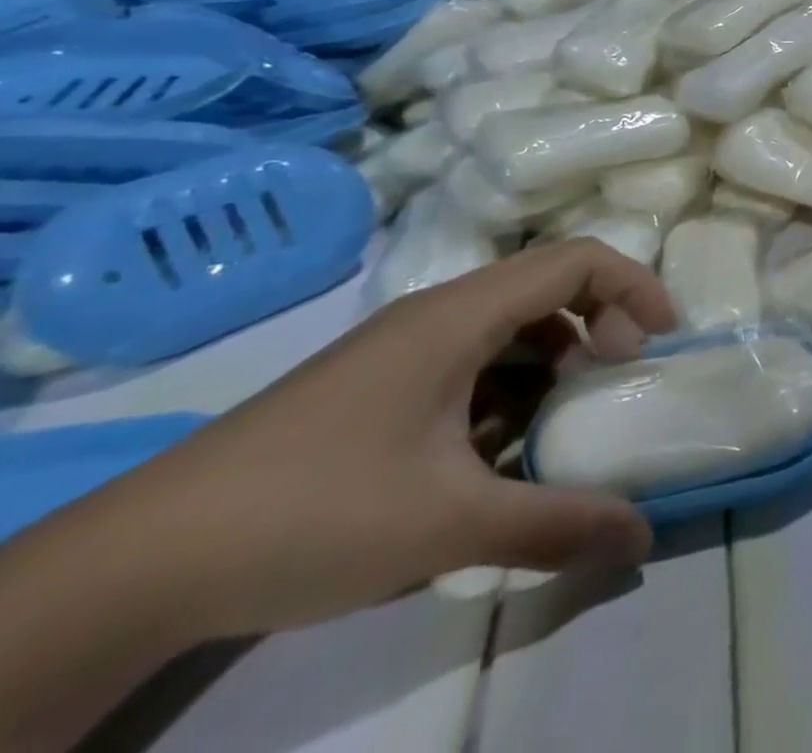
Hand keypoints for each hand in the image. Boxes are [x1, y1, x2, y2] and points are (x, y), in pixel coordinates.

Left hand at [90, 239, 676, 642]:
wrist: (133, 567)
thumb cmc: (311, 514)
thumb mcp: (447, 524)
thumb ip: (555, 524)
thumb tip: (642, 537)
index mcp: (460, 314)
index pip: (577, 260)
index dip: (635, 286)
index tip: (662, 340)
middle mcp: (437, 313)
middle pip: (548, 286)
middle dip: (599, 325)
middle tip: (617, 380)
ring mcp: (402, 349)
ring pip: (509, 326)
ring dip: (551, 362)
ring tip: (560, 424)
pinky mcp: (378, 385)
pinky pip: (470, 361)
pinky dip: (505, 390)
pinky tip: (494, 453)